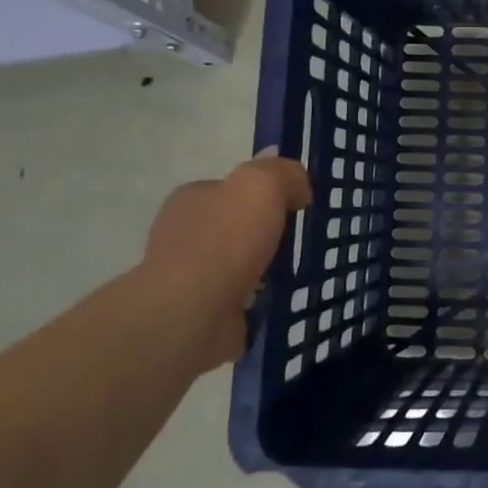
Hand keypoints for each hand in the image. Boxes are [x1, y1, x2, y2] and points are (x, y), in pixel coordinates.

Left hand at [142, 151, 312, 369]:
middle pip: (239, 225)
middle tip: (302, 242)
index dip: (267, 194)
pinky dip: (261, 296)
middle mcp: (184, 232)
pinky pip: (241, 296)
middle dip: (269, 232)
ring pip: (241, 262)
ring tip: (298, 271)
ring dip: (267, 267)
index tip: (298, 208)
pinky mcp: (200, 311)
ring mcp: (189, 274)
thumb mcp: (262, 185)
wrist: (191, 314)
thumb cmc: (225, 240)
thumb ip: (283, 173)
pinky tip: (280, 298)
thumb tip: (298, 185)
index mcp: (191, 198)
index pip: (234, 188)